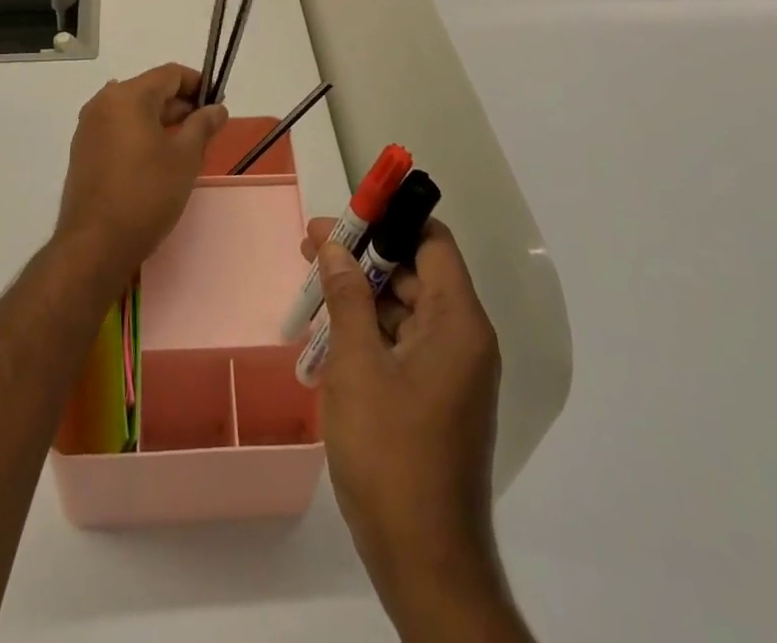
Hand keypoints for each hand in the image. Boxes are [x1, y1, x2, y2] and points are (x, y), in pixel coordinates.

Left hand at [55, 64, 226, 286]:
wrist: (95, 244)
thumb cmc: (146, 194)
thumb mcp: (185, 158)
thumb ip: (202, 126)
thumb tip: (217, 108)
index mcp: (128, 96)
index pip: (170, 74)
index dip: (198, 83)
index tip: (218, 103)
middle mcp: (103, 103)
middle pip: (150, 90)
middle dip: (181, 104)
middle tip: (208, 128)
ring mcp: (89, 127)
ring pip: (133, 111)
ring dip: (161, 120)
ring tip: (187, 145)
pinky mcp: (83, 151)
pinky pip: (118, 129)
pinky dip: (140, 134)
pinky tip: (158, 158)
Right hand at [307, 218, 529, 641]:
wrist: (425, 564)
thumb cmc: (391, 454)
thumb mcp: (357, 366)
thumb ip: (346, 297)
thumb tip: (334, 245)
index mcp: (458, 322)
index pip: (432, 242)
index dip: (391, 219)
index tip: (346, 213)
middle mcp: (464, 339)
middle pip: (416, 272)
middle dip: (364, 257)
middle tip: (312, 249)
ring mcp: (452, 371)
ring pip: (406, 309)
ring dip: (362, 296)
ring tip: (314, 291)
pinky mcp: (437, 398)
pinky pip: (404, 343)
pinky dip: (370, 332)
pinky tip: (330, 337)